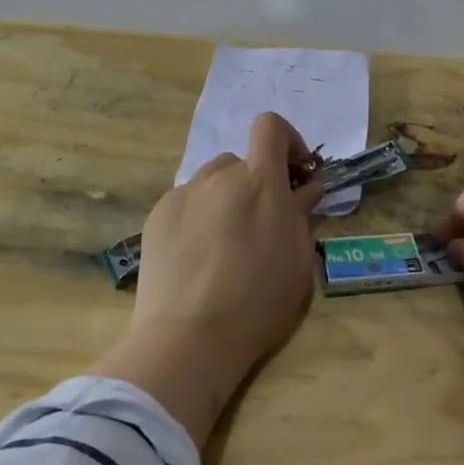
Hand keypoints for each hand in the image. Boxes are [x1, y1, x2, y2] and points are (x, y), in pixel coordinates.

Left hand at [94, 113, 321, 445]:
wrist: (190, 337)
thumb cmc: (258, 303)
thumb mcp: (297, 262)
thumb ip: (301, 216)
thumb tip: (306, 189)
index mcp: (260, 183)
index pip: (270, 127)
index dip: (288, 141)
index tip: (296, 174)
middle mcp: (218, 177)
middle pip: (241, 161)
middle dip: (256, 183)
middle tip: (262, 223)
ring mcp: (183, 195)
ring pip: (211, 181)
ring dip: (226, 197)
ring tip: (226, 241)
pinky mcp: (157, 216)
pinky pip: (187, 202)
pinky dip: (199, 216)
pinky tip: (198, 255)